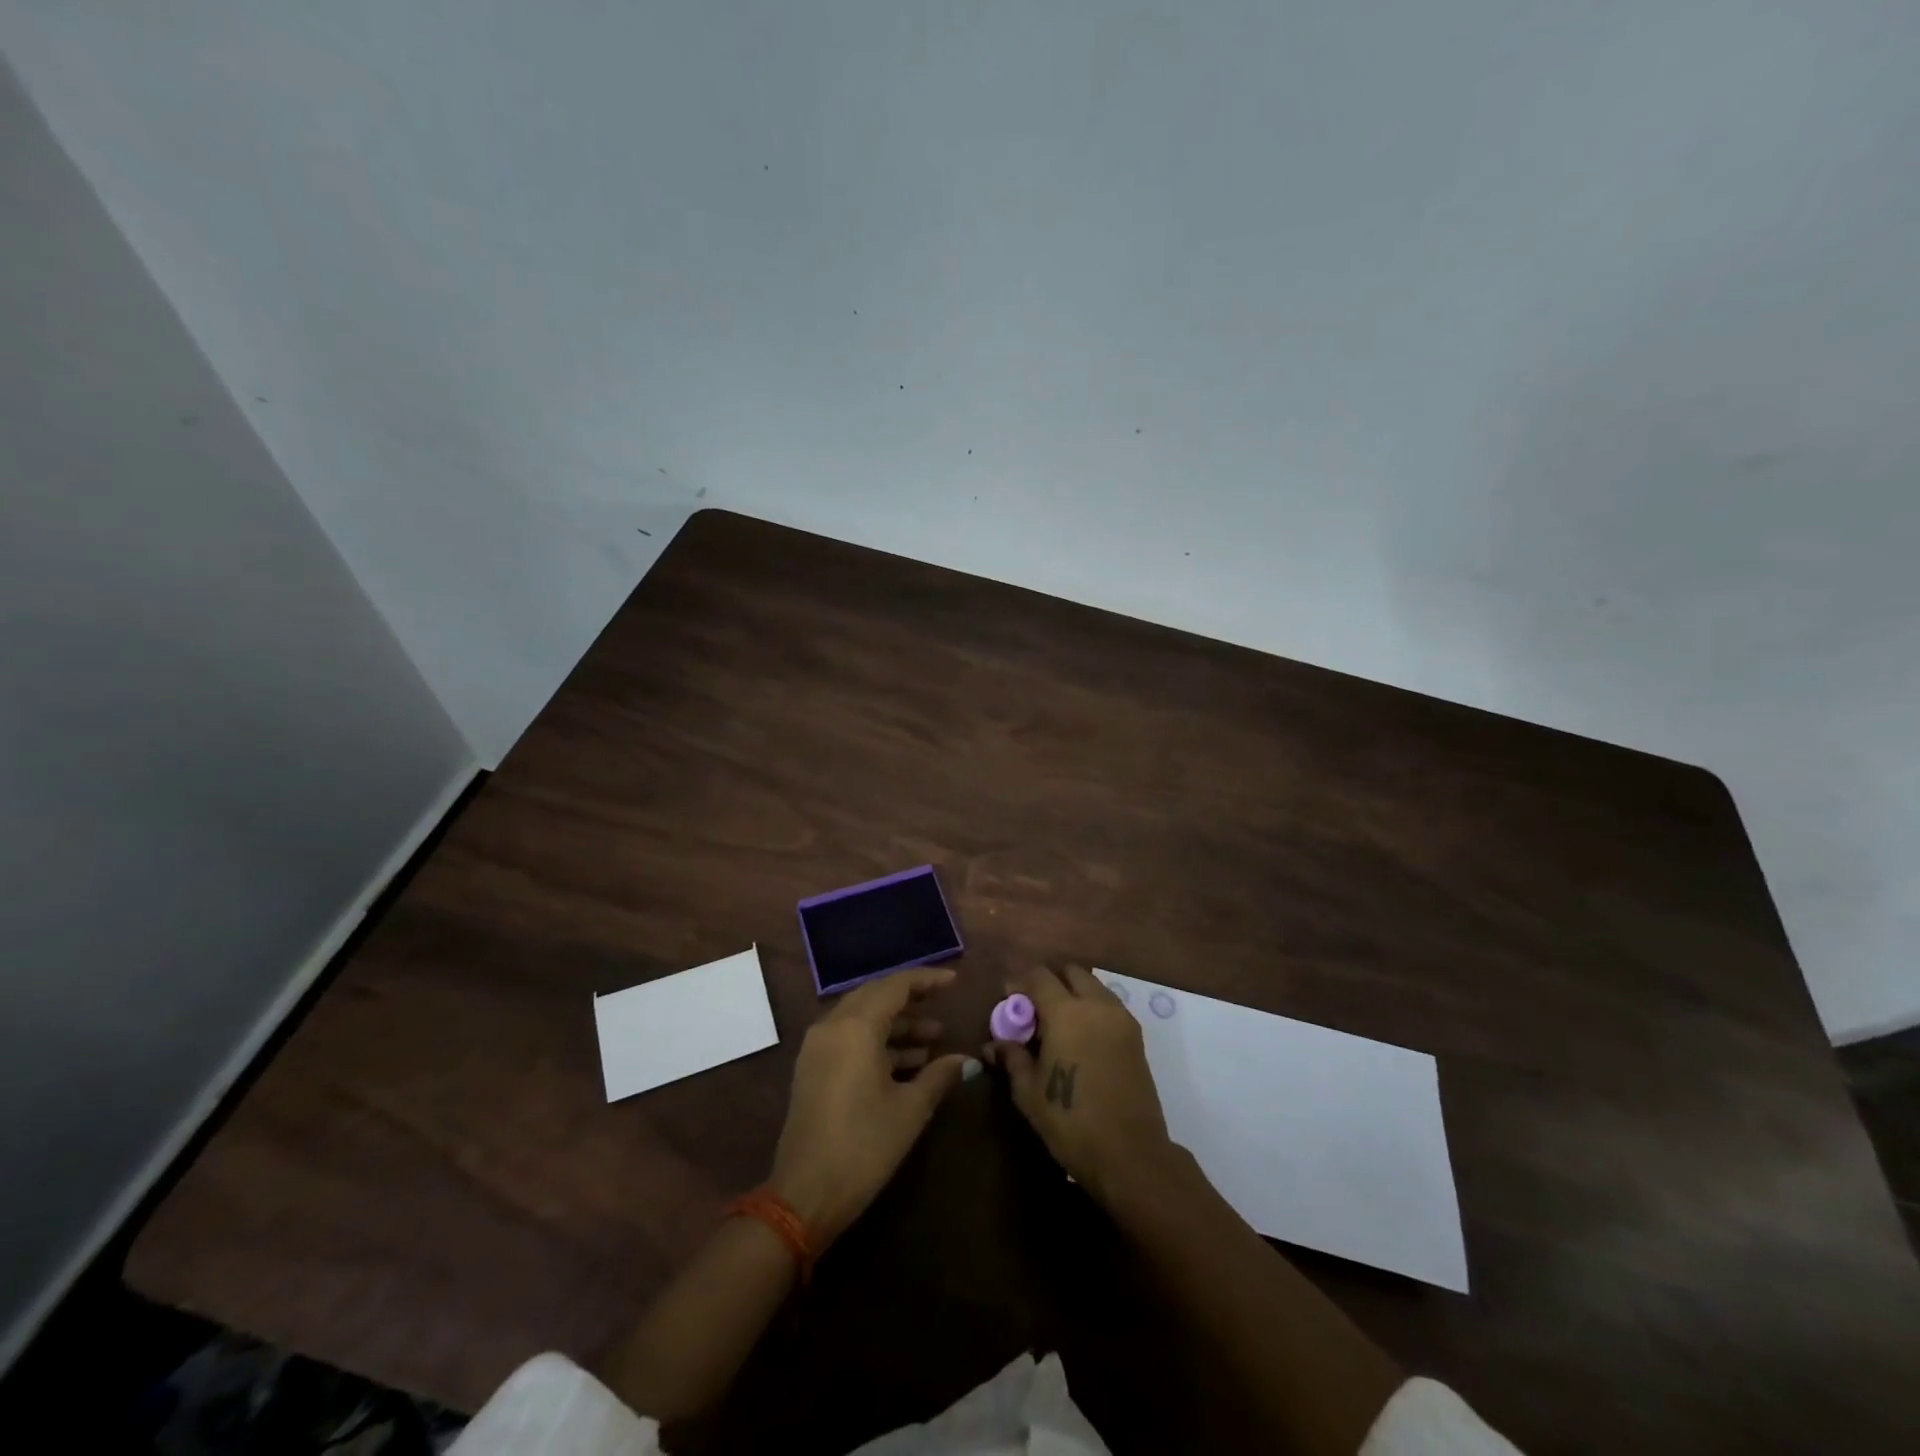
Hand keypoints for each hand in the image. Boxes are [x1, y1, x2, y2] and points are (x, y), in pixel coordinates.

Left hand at [769, 967, 969, 1246]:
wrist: (805, 1195)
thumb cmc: (863, 1146)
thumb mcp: (910, 1109)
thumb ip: (939, 1076)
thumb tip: (966, 1060)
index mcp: (856, 1027)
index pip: (895, 986)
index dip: (927, 980)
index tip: (954, 981)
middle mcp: (832, 1026)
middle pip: (876, 996)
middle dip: (911, 999)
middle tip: (943, 1003)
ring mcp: (818, 1047)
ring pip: (862, 1018)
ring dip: (897, 1025)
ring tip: (934, 1040)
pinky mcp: (813, 1069)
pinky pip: (849, 1038)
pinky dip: (878, 1042)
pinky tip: (907, 1062)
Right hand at [987, 964, 1175, 1204]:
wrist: (1131, 1154)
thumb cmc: (1071, 1121)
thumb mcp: (1029, 1093)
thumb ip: (1012, 1059)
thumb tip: (993, 1044)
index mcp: (1067, 1012)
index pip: (1039, 976)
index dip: (1019, 982)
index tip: (1007, 998)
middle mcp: (1096, 1005)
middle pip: (1070, 972)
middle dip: (1049, 981)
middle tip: (1033, 1008)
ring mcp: (1121, 1018)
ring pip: (1092, 986)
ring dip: (1072, 993)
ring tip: (1056, 1023)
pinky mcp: (1136, 1036)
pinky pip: (1108, 1005)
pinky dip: (1091, 1008)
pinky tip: (1079, 1037)